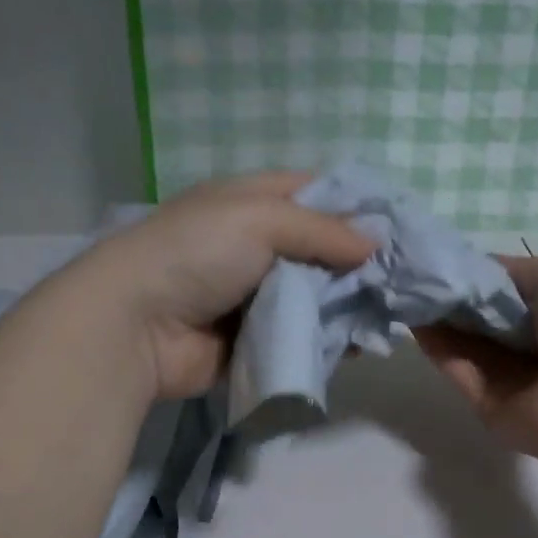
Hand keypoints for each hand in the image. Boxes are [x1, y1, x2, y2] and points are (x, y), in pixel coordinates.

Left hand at [75, 173, 374, 398]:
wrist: (136, 326)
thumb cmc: (195, 254)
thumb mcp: (259, 219)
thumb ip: (321, 229)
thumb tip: (374, 244)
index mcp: (249, 203)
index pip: (312, 193)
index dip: (353, 205)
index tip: (397, 225)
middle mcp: (254, 246)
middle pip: (319, 249)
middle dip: (357, 263)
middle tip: (401, 278)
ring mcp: (254, 296)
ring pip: (315, 297)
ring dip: (345, 305)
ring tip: (386, 314)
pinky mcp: (254, 341)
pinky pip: (300, 337)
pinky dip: (325, 341)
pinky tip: (356, 344)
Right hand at [414, 256, 537, 463]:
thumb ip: (508, 271)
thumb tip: (470, 271)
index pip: (505, 289)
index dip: (474, 274)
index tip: (440, 259)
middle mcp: (530, 342)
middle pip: (480, 315)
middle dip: (450, 294)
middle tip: (414, 273)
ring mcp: (506, 375)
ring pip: (464, 341)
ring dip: (437, 317)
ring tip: (405, 291)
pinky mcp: (484, 402)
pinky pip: (457, 369)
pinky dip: (437, 347)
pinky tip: (414, 321)